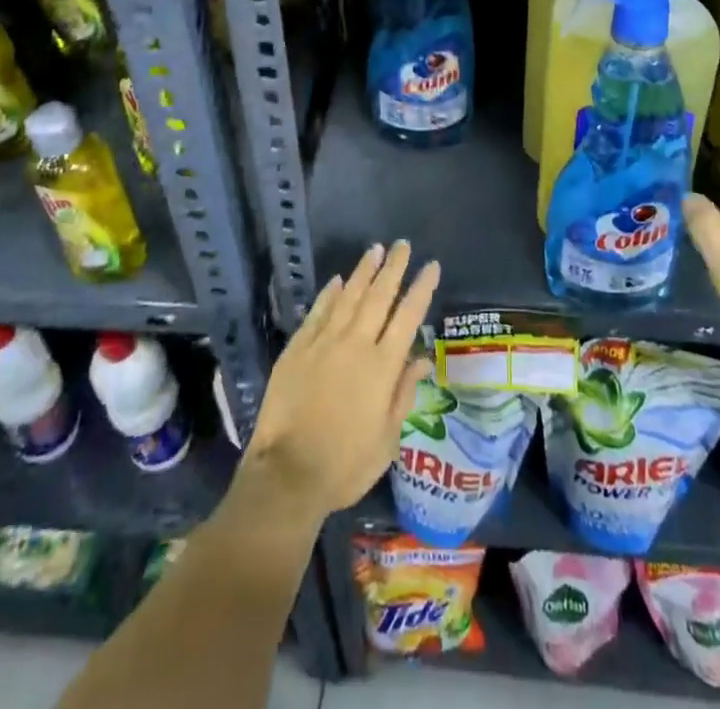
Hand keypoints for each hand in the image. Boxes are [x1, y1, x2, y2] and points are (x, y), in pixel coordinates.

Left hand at [238, 241, 439, 529]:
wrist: (287, 474)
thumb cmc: (345, 464)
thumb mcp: (387, 439)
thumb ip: (404, 394)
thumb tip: (422, 359)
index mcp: (382, 366)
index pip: (408, 316)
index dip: (422, 288)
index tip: (431, 265)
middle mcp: (355, 344)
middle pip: (379, 296)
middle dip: (393, 268)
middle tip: (403, 244)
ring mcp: (323, 342)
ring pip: (348, 296)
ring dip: (363, 271)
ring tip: (375, 249)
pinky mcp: (297, 348)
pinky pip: (317, 312)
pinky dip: (329, 294)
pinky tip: (337, 280)